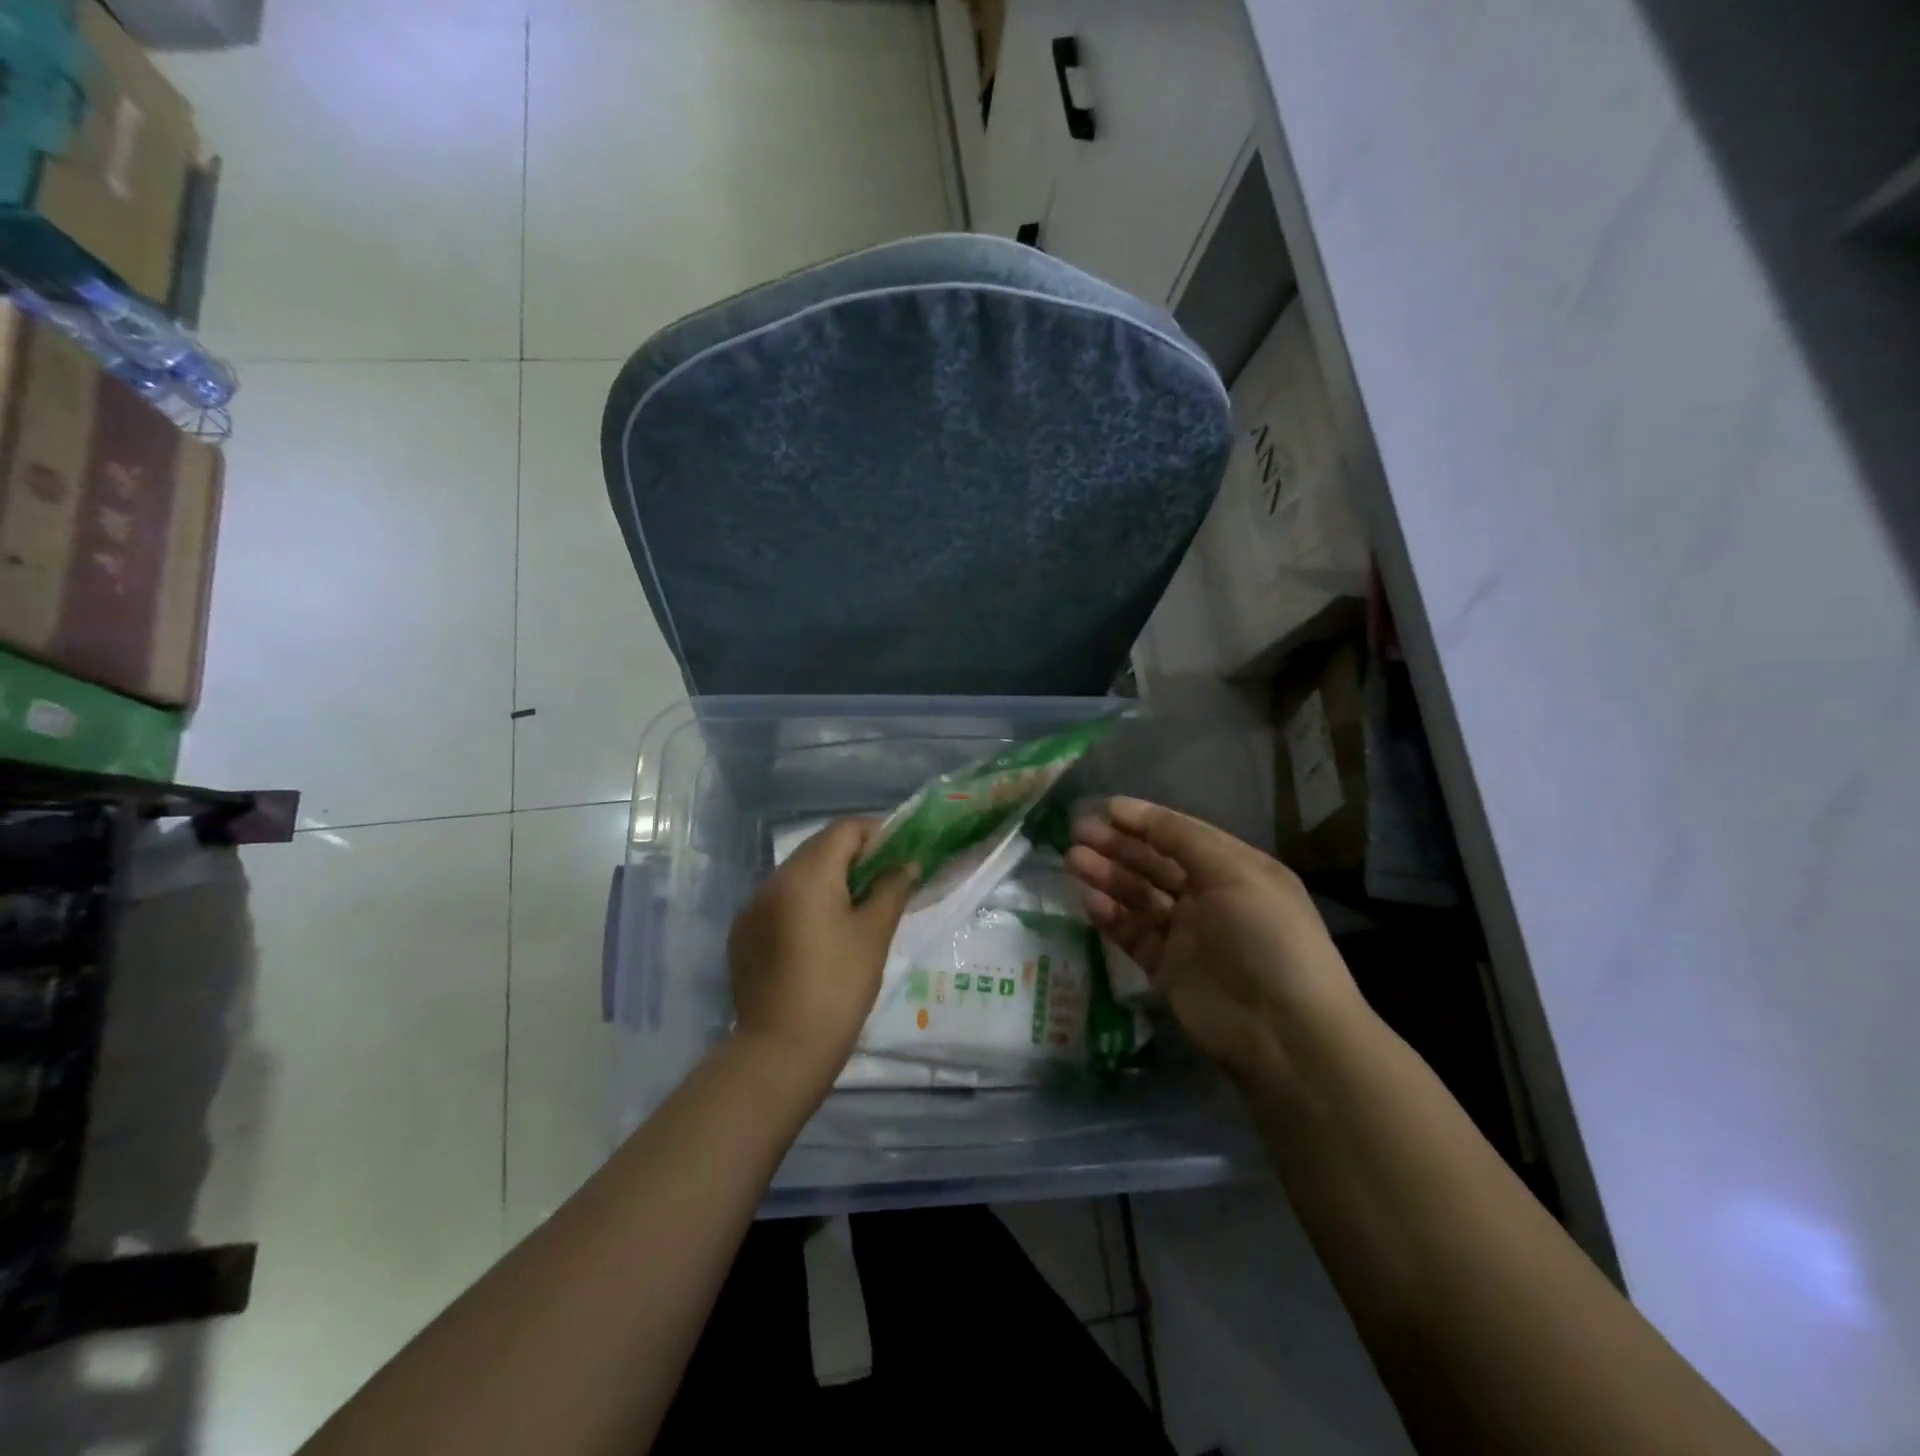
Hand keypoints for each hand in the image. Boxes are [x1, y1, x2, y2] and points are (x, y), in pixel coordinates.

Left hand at [727, 818, 917, 1090]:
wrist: (782, 1049)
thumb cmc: (839, 985)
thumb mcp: (875, 934)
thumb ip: (892, 889)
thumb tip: (907, 864)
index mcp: (807, 874)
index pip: (844, 829)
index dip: (876, 833)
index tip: (898, 855)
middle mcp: (774, 879)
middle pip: (818, 847)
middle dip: (852, 855)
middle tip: (882, 880)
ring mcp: (752, 906)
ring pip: (796, 874)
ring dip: (826, 879)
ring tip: (853, 909)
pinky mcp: (742, 933)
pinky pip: (777, 901)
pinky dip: (802, 903)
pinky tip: (818, 935)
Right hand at [1067, 797, 1363, 1087]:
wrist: (1284, 1031)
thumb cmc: (1266, 936)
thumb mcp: (1235, 872)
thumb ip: (1182, 838)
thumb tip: (1135, 811)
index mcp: (1233, 869)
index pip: (1180, 835)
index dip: (1143, 820)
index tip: (1104, 808)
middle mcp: (1209, 897)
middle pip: (1154, 863)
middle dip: (1118, 846)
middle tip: (1078, 833)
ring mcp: (1187, 934)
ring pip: (1138, 896)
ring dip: (1107, 876)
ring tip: (1074, 860)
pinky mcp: (1167, 969)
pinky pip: (1133, 934)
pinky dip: (1111, 916)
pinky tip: (1089, 901)